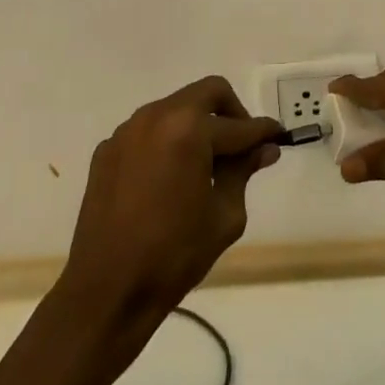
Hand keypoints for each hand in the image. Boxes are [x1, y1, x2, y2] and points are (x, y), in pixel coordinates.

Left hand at [60, 77, 282, 319]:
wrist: (106, 291)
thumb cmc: (174, 255)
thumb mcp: (224, 215)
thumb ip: (244, 172)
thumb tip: (265, 149)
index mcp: (189, 129)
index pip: (238, 125)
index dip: (263, 132)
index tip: (278, 136)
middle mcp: (157, 116)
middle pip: (207, 93)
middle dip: (231, 113)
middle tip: (241, 145)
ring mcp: (128, 131)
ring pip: (176, 108)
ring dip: (197, 125)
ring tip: (205, 164)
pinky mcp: (108, 150)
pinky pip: (148, 132)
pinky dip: (167, 142)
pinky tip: (169, 178)